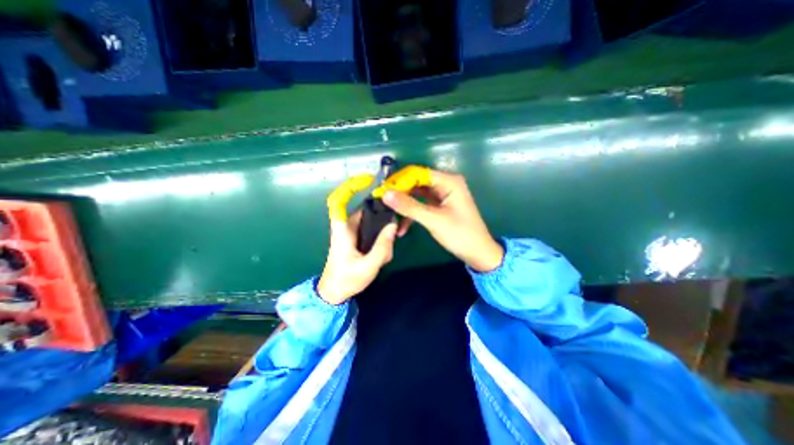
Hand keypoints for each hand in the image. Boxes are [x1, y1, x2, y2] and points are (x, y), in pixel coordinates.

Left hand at [319, 174, 399, 305]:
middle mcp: (346, 226)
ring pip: (372, 222)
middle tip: (394, 234)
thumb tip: (393, 225)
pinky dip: (380, 239)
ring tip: (385, 254)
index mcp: (342, 229)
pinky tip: (383, 255)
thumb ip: (382, 247)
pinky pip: (372, 231)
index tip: (368, 180)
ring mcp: (352, 232)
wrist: (334, 293)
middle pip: (367, 210)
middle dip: (383, 219)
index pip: (340, 201)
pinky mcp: (357, 238)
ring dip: (382, 234)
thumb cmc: (346, 280)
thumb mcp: (368, 266)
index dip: (351, 187)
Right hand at [374, 165, 500, 270]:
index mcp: (449, 181)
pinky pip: (422, 205)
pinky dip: (413, 214)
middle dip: (400, 193)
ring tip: (389, 214)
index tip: (382, 190)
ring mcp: (442, 195)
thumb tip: (385, 194)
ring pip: (418, 194)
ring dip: (405, 205)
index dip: (400, 181)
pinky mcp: (440, 206)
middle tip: (382, 202)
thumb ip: (409, 206)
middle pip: (417, 183)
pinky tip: (402, 227)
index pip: (418, 173)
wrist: (478, 253)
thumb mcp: (434, 220)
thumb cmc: (460, 235)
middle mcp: (446, 184)